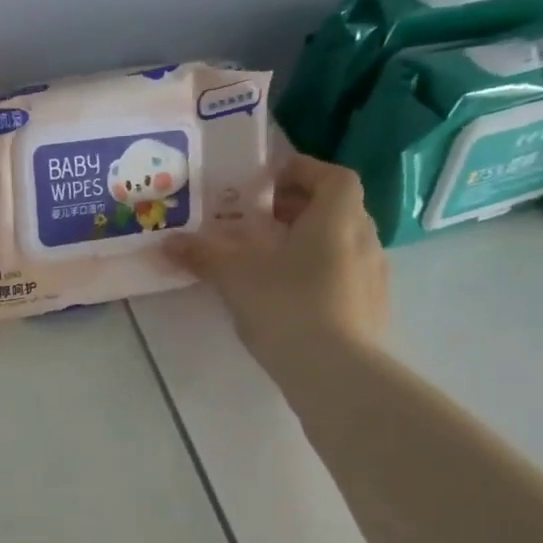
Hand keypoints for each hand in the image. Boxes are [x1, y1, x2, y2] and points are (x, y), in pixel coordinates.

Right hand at [166, 153, 388, 379]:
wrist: (336, 372)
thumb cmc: (287, 306)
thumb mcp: (235, 276)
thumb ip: (203, 254)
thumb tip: (168, 242)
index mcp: (337, 217)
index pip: (332, 176)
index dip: (302, 171)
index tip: (268, 179)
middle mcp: (364, 237)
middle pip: (336, 208)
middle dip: (298, 207)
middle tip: (258, 219)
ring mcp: (374, 275)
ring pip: (341, 242)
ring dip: (308, 241)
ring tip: (269, 258)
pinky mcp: (372, 308)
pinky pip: (344, 274)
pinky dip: (318, 272)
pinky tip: (288, 294)